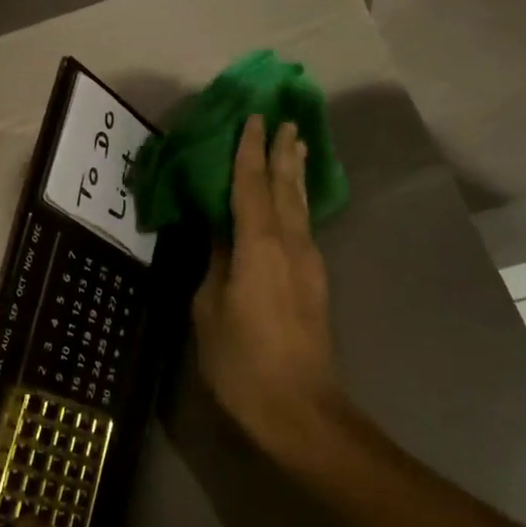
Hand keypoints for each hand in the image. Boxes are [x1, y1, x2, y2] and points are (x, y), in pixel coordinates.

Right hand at [192, 116, 344, 461]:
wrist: (299, 408)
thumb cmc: (241, 361)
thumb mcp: (209, 310)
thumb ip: (215, 264)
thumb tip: (220, 234)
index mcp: (259, 246)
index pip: (251, 186)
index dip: (250, 151)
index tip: (255, 118)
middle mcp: (290, 245)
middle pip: (286, 188)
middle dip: (284, 153)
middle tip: (286, 120)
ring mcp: (309, 263)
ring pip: (301, 206)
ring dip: (295, 174)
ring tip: (297, 146)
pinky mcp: (315, 282)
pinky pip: (303, 227)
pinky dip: (296, 203)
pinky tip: (292, 202)